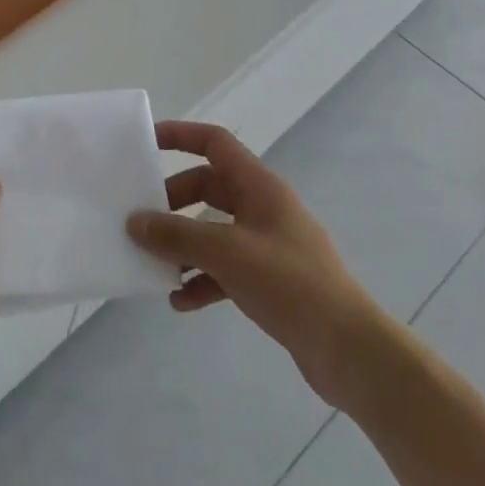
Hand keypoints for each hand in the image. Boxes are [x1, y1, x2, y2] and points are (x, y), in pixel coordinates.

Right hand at [126, 121, 384, 408]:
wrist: (350, 351)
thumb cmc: (290, 284)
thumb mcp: (226, 252)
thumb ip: (176, 235)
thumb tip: (134, 222)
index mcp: (259, 187)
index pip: (215, 142)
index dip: (180, 135)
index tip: (145, 142)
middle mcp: (263, 208)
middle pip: (208, 188)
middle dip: (173, 202)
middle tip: (143, 219)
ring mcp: (267, 245)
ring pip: (213, 230)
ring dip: (184, 245)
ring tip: (155, 263)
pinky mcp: (269, 281)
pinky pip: (224, 269)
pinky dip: (201, 280)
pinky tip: (180, 302)